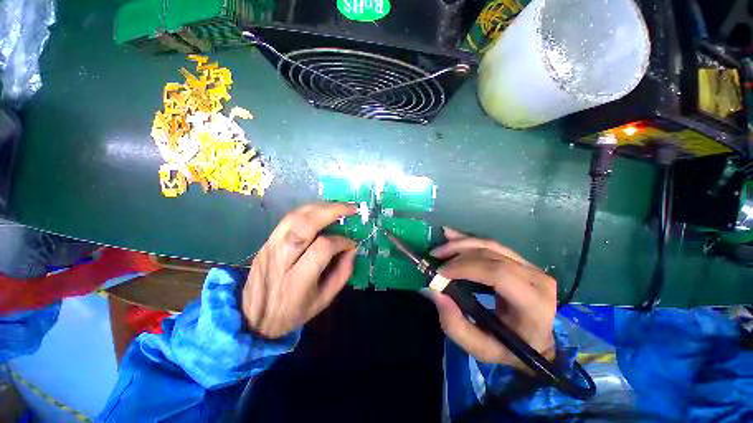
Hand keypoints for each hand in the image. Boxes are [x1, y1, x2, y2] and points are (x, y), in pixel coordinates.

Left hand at [242, 202, 356, 338]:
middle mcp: (281, 259)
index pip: (323, 248)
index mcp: (297, 280)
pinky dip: (308, 210)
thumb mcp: (323, 301)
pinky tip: (321, 210)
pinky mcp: (267, 241)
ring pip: (295, 216)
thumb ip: (342, 274)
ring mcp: (270, 247)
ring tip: (338, 206)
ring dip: (320, 206)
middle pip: (305, 225)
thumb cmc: (292, 312)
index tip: (352, 243)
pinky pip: (289, 218)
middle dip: (332, 211)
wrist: (251, 317)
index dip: (342, 241)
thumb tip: (352, 249)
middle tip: (351, 208)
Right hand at [426, 227, 556, 371]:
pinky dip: (468, 240)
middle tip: (434, 257)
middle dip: (458, 253)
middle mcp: (536, 279)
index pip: (499, 274)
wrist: (536, 342)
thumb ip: (455, 325)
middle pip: (492, 255)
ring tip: (439, 248)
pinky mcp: (520, 260)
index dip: (466, 267)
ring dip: (461, 243)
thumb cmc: (510, 349)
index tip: (441, 272)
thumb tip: (435, 292)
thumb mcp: (481, 348)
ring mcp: (530, 266)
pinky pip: (491, 244)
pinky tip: (451, 236)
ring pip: (490, 245)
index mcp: (533, 303)